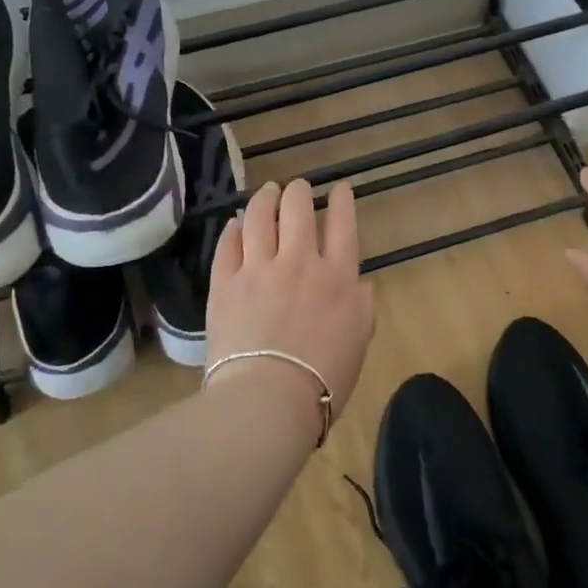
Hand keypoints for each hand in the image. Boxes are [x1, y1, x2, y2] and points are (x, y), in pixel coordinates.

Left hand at [206, 179, 376, 441]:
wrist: (268, 400)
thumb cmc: (323, 380)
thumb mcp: (359, 343)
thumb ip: (362, 307)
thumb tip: (359, 284)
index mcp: (337, 278)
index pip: (342, 225)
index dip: (342, 201)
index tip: (340, 187)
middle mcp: (299, 262)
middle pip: (298, 210)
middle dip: (299, 192)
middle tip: (298, 188)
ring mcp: (258, 269)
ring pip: (259, 217)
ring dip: (265, 198)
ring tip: (268, 191)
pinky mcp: (224, 284)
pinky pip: (227, 245)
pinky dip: (233, 229)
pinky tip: (235, 223)